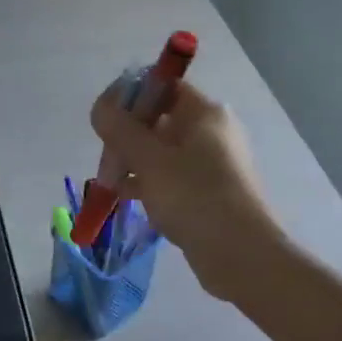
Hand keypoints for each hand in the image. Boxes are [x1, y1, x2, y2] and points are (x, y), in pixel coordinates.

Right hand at [89, 82, 278, 302]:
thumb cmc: (194, 196)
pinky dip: (149, 184)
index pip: (163, 87)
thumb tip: (101, 107)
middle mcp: (212, 132)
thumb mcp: (149, 159)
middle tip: (107, 160)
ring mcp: (213, 164)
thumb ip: (120, 129)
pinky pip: (172, 178)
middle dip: (127, 137)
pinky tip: (127, 199)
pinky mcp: (209, 193)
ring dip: (134, 163)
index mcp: (205, 113)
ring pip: (163, 153)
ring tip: (110, 183)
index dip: (130, 97)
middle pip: (160, 120)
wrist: (240, 253)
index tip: (104, 121)